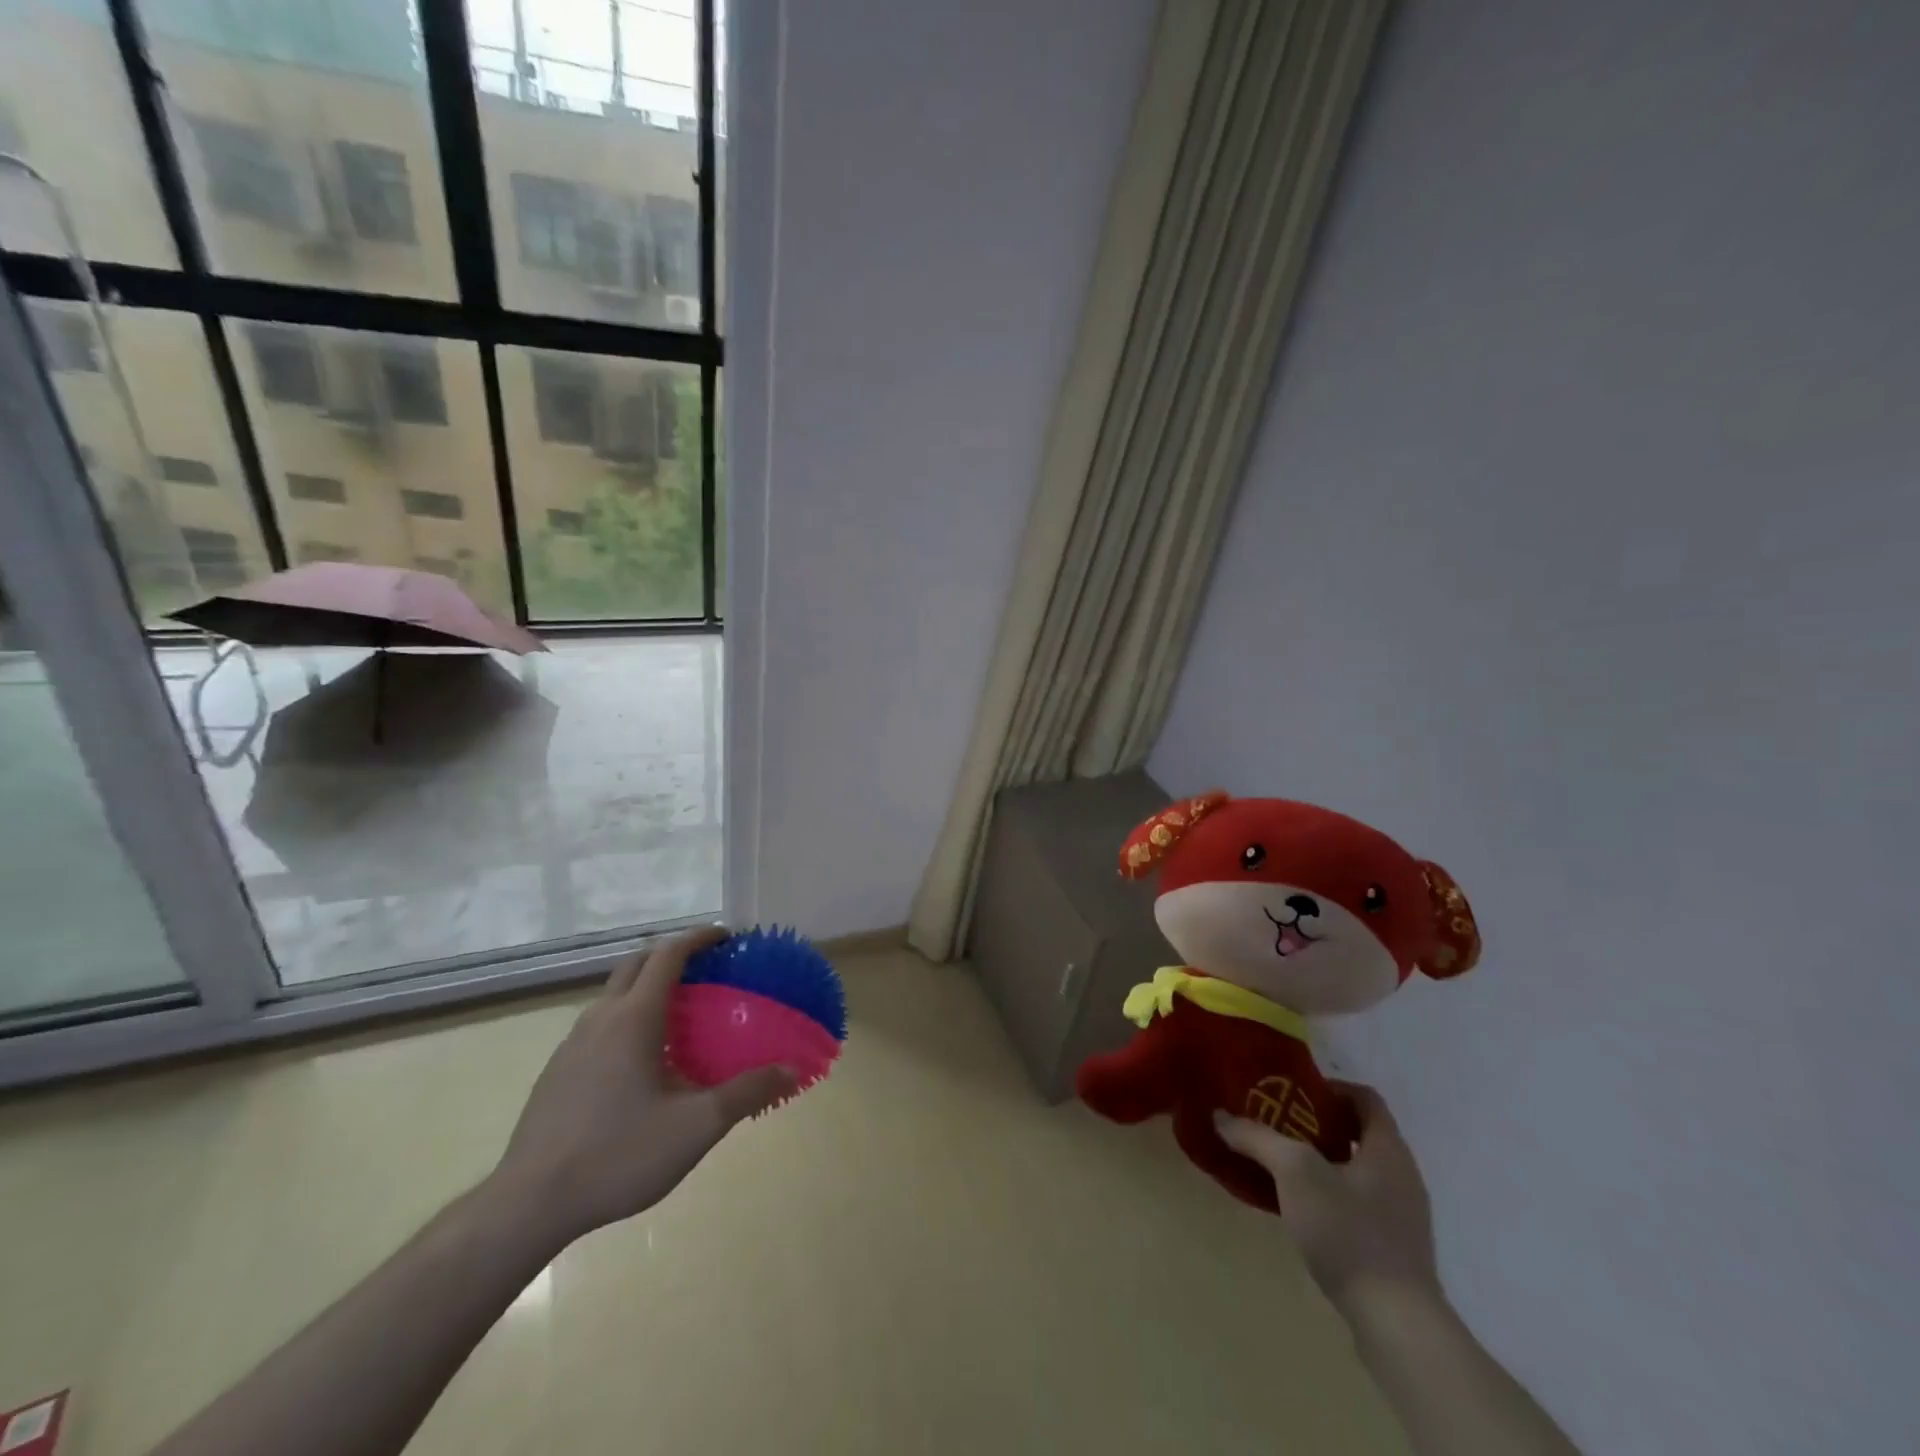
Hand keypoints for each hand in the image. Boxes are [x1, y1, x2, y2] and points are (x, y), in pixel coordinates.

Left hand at [490, 926, 795, 1247]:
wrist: (528, 1205)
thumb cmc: (618, 1154)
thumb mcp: (695, 1127)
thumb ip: (746, 1093)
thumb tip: (791, 1069)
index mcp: (634, 1018)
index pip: (668, 954)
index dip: (699, 938)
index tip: (727, 938)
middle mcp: (601, 1018)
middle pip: (636, 963)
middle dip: (672, 955)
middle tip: (707, 971)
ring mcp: (572, 1044)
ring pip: (614, 994)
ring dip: (647, 988)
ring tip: (680, 1017)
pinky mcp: (557, 1071)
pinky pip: (599, 1024)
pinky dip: (627, 1019)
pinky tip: (642, 1063)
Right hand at [1215, 1082, 1439, 1314]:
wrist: (1396, 1322)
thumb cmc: (1349, 1231)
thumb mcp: (1294, 1173)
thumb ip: (1257, 1138)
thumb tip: (1220, 1115)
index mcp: (1388, 1148)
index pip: (1365, 1098)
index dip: (1330, 1088)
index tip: (1294, 1095)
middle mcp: (1403, 1175)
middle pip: (1360, 1133)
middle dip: (1319, 1126)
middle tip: (1279, 1126)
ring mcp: (1404, 1216)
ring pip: (1359, 1171)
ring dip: (1324, 1162)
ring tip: (1283, 1168)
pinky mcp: (1396, 1250)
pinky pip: (1362, 1205)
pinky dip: (1333, 1196)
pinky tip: (1303, 1212)